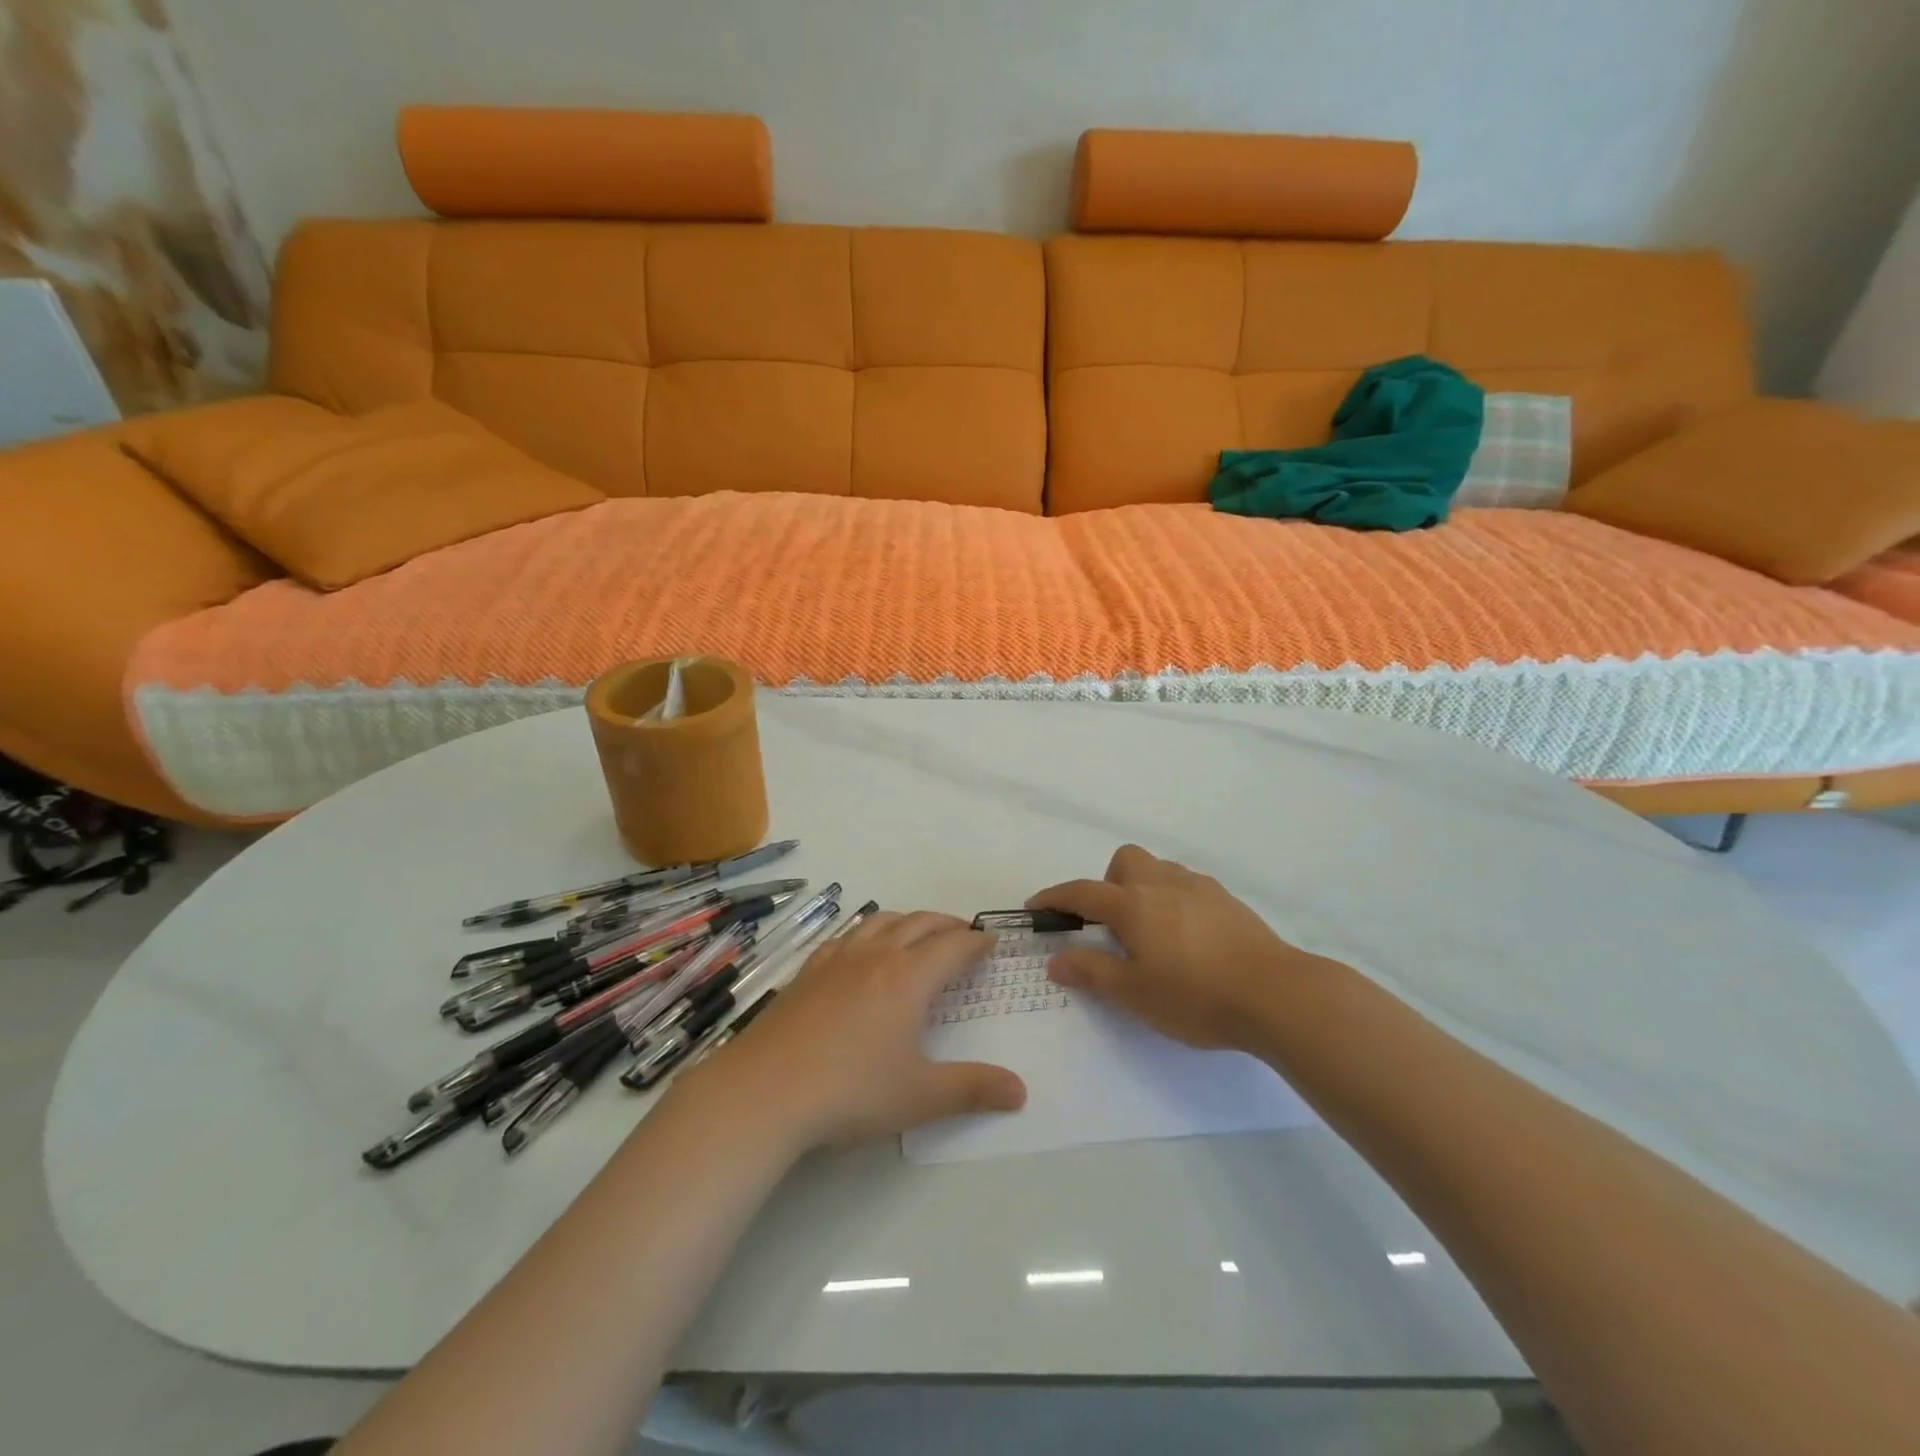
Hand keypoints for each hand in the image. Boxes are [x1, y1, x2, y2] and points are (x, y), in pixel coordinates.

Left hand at [702, 911, 1027, 1149]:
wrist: (764, 1091)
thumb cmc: (851, 1092)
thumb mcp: (920, 1097)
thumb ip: (973, 1090)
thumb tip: (1022, 1091)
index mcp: (908, 978)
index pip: (953, 946)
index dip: (976, 942)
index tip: (991, 941)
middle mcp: (876, 957)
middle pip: (919, 924)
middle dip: (947, 925)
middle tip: (963, 935)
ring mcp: (837, 960)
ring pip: (881, 922)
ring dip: (908, 921)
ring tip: (918, 932)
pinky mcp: (807, 971)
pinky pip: (846, 936)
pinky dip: (868, 932)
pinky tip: (861, 950)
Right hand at [1029, 844, 1333, 1051]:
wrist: (1277, 994)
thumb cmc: (1196, 996)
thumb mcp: (1134, 994)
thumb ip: (1092, 972)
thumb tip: (1056, 959)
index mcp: (1134, 906)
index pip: (1082, 892)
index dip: (1055, 898)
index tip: (1036, 907)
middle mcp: (1163, 885)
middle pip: (1125, 860)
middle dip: (1108, 883)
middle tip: (1112, 925)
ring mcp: (1200, 889)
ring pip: (1160, 869)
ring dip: (1144, 887)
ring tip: (1151, 930)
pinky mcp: (1229, 901)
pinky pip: (1189, 885)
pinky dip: (1175, 898)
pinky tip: (1189, 935)